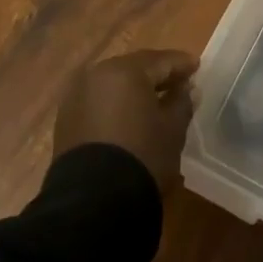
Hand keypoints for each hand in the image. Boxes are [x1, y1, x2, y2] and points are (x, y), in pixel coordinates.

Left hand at [53, 49, 197, 189]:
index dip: (181, 64)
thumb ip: (181, 102)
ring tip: (154, 101)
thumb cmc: (142, 156)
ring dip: (134, 89)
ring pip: (113, 83)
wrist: (94, 200)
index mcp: (125, 70)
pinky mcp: (66, 118)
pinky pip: (98, 101)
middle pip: (134, 68)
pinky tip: (129, 116)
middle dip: (156, 74)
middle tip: (178, 83)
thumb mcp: (172, 129)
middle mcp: (97, 74)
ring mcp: (77, 95)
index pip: (160, 60)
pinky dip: (115, 104)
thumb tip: (185, 89)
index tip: (196, 67)